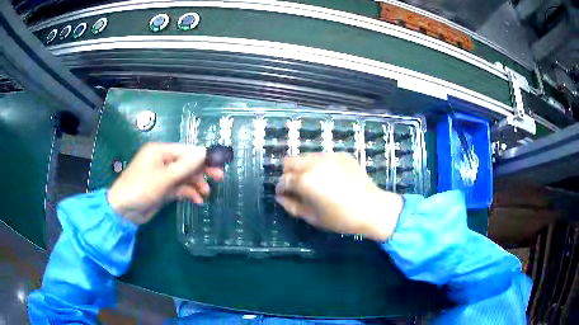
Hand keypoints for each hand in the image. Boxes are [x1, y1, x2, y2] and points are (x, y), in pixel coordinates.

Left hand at [107, 143, 222, 224]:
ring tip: (206, 194)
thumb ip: (186, 166)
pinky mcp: (163, 190)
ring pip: (185, 177)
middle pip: (187, 163)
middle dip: (202, 171)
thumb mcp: (165, 177)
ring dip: (196, 184)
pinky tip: (197, 201)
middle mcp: (162, 161)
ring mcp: (163, 176)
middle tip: (219, 178)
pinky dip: (188, 193)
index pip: (186, 150)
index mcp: (160, 151)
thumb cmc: (141, 188)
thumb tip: (205, 152)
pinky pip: (180, 188)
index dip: (203, 156)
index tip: (220, 163)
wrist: (124, 211)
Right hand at [275, 153, 402, 241]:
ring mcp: (329, 156)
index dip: (280, 188)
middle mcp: (314, 163)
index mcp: (305, 181)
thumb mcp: (313, 217)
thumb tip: (280, 197)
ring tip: (314, 182)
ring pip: (306, 156)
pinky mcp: (341, 155)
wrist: (372, 208)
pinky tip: (330, 178)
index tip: (284, 195)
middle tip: (297, 187)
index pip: (283, 179)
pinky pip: (322, 156)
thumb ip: (292, 206)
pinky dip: (319, 165)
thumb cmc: (341, 218)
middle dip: (288, 173)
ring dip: (303, 167)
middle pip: (290, 161)